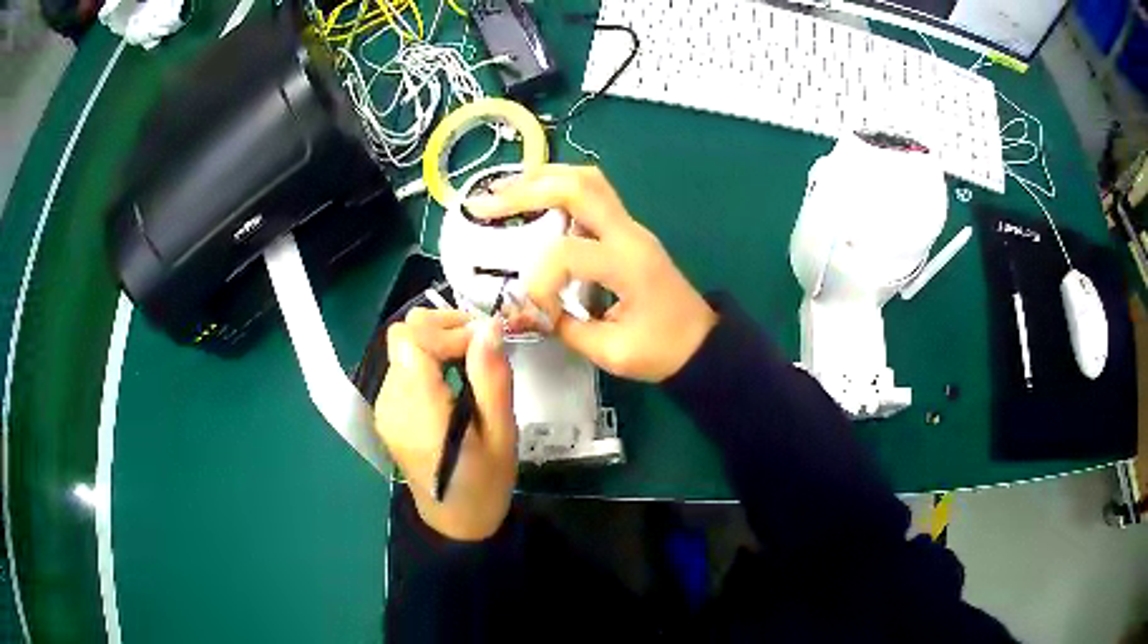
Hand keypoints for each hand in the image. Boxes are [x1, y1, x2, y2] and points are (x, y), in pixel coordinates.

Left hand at [374, 308, 516, 540]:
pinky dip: (428, 358)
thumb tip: (489, 325)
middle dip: (442, 326)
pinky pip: (402, 365)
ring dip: (436, 340)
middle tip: (481, 343)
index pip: (414, 339)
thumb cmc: (486, 483)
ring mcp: (384, 406)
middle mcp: (391, 402)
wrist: (455, 521)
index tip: (484, 343)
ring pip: (401, 346)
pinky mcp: (386, 409)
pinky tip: (453, 376)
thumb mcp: (502, 434)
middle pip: (402, 334)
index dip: (449, 329)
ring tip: (471, 358)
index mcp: (418, 411)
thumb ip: (491, 378)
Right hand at [466, 165, 716, 381]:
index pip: (567, 253)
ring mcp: (630, 226)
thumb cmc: (663, 351)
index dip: (539, 281)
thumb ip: (564, 328)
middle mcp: (629, 233)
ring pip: (587, 180)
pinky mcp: (627, 231)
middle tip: (485, 203)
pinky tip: (532, 199)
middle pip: (578, 186)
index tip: (536, 310)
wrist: (703, 343)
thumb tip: (525, 311)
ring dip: (542, 179)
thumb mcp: (611, 351)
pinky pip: (592, 194)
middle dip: (526, 190)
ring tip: (504, 191)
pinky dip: (557, 189)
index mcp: (628, 264)